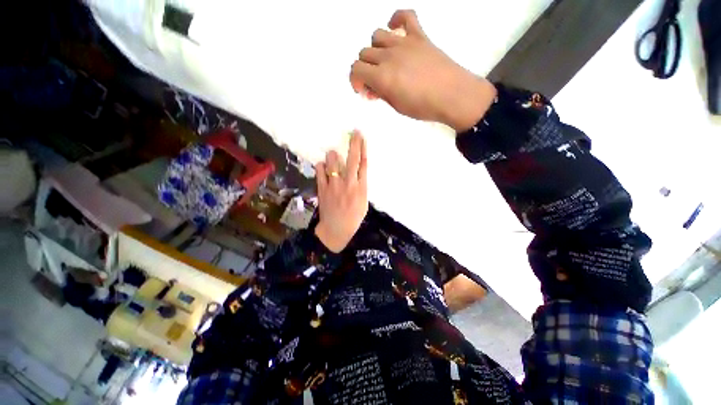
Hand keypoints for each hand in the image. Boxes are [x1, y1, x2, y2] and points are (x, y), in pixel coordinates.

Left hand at [314, 131, 368, 252]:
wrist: (336, 229)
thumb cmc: (353, 218)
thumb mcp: (364, 203)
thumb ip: (361, 186)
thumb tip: (358, 172)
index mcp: (361, 188)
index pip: (363, 164)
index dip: (363, 149)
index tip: (362, 138)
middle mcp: (349, 183)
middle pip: (352, 159)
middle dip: (354, 144)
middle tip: (354, 133)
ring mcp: (334, 185)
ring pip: (332, 162)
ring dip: (333, 156)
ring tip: (333, 156)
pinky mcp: (322, 188)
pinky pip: (320, 170)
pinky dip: (321, 166)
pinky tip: (323, 167)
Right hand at [350, 10, 496, 131]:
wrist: (453, 96)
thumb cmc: (424, 107)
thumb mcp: (397, 106)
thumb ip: (382, 93)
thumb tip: (373, 87)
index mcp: (382, 77)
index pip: (356, 70)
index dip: (355, 80)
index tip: (362, 89)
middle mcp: (389, 56)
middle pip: (364, 53)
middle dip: (365, 69)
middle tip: (375, 82)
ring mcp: (404, 43)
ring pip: (377, 35)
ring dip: (376, 49)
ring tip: (384, 61)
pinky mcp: (419, 36)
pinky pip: (405, 16)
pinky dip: (397, 20)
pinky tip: (395, 30)